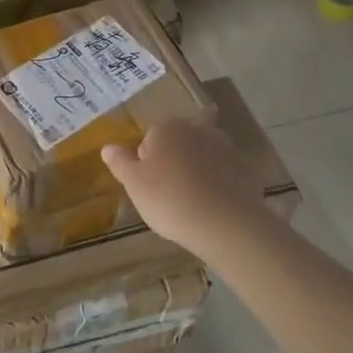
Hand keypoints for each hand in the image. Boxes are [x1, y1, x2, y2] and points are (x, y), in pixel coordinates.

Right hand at [101, 117, 267, 255]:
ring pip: (204, 156)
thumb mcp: (134, 184)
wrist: (223, 224)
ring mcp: (226, 148)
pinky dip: (219, 184)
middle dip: (174, 161)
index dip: (147, 161)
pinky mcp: (246, 169)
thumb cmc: (169, 199)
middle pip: (179, 143)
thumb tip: (107, 147)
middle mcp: (198, 130)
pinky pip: (225, 173)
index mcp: (168, 128)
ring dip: (198, 171)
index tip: (148, 185)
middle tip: (168, 193)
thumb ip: (120, 162)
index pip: (151, 137)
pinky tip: (213, 207)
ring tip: (192, 202)